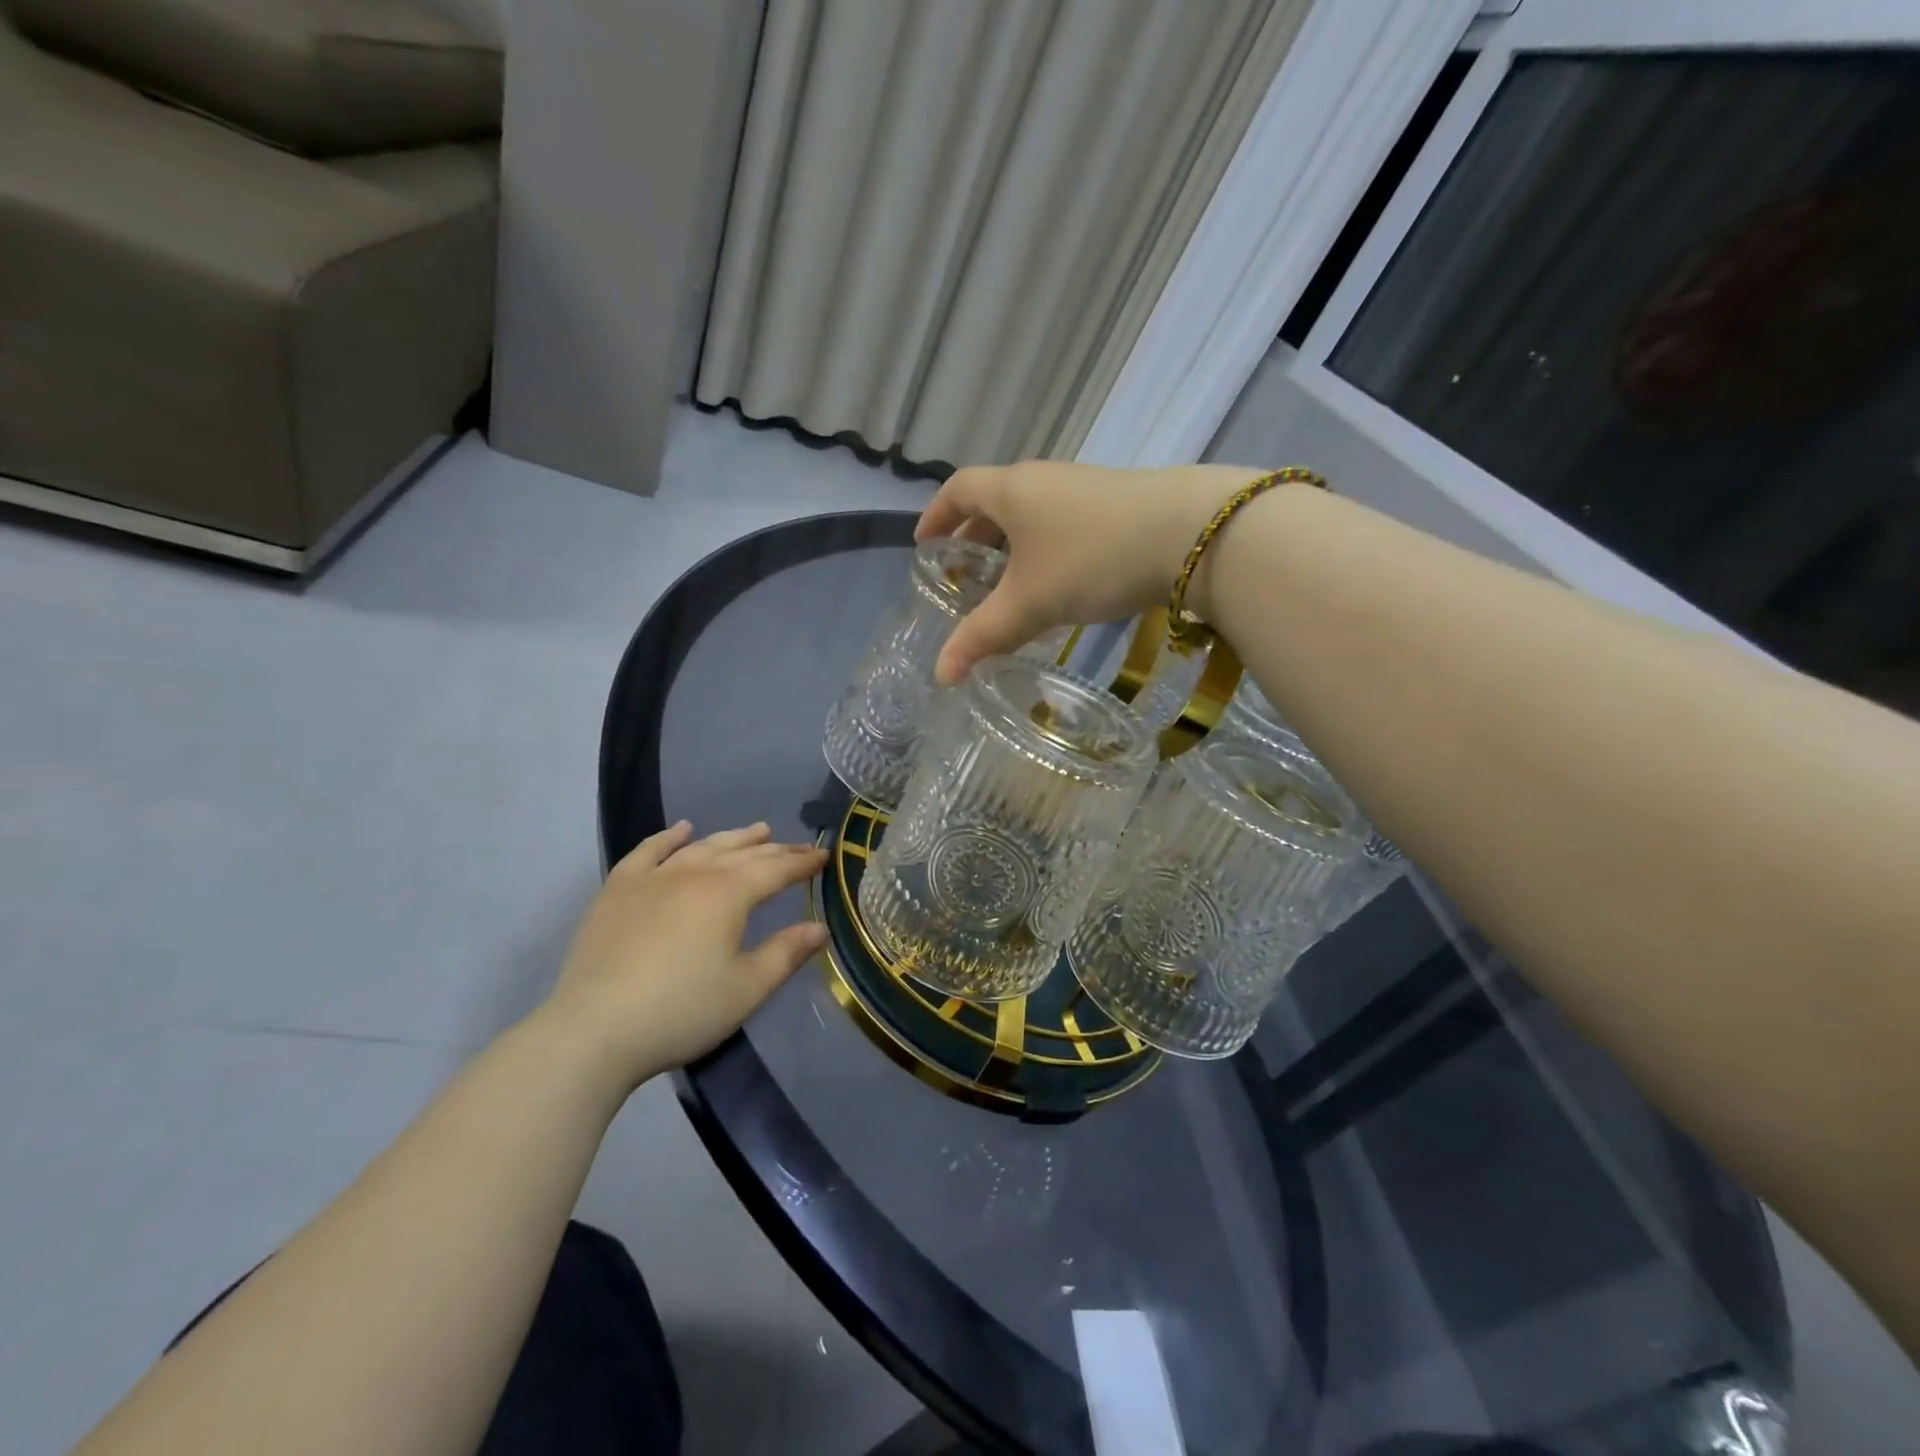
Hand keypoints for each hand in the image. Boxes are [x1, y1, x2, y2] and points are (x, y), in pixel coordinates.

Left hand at [539, 822, 827, 1090]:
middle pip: (741, 854)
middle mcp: (693, 874)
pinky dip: (668, 837)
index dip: (802, 863)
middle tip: (798, 846)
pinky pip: (647, 852)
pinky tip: (681, 830)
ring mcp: (651, 878)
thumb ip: (786, 954)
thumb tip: (819, 928)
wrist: (594, 1030)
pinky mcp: (617, 891)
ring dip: (732, 837)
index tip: (823, 856)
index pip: (775, 869)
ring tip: (756, 830)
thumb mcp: (746, 988)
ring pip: (700, 847)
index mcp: (728, 894)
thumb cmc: (681, 1011)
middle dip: (775, 849)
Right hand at [915, 460, 1262, 684]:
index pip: (958, 490)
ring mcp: (1083, 489)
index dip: (936, 516)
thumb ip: (983, 636)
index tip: (923, 544)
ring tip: (1007, 586)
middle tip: (963, 574)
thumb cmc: (1092, 559)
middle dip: (973, 537)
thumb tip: (940, 675)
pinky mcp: (1117, 505)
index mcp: (1011, 490)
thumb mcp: (1030, 603)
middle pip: (995, 502)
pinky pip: (1062, 525)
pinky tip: (1057, 585)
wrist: (1192, 534)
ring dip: (1012, 547)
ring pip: (1032, 515)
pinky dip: (1044, 551)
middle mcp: (1043, 480)